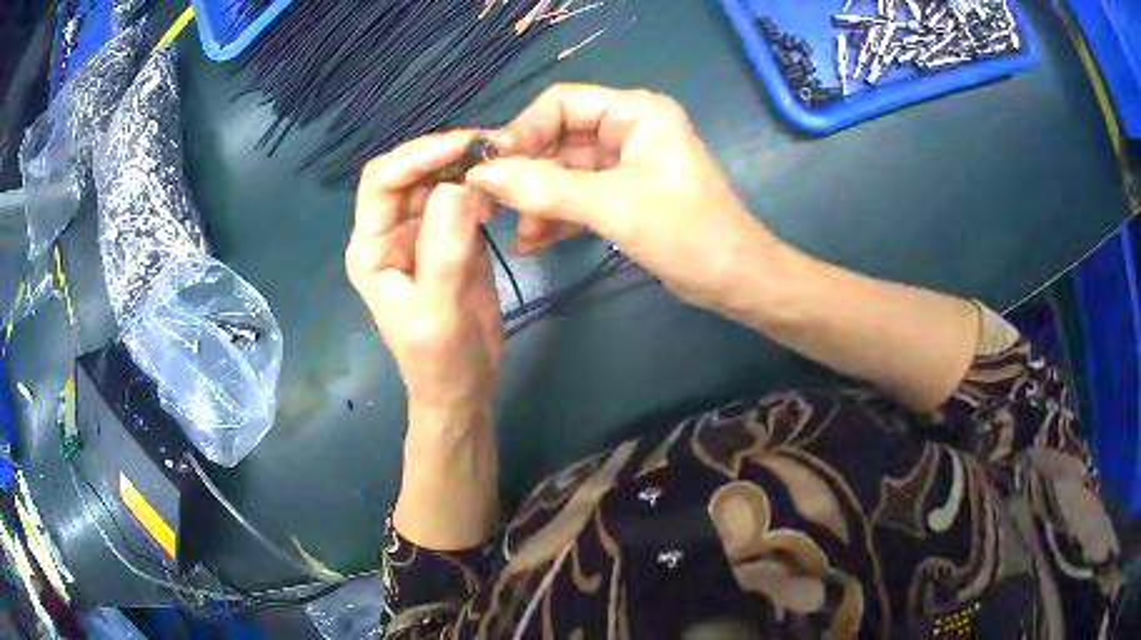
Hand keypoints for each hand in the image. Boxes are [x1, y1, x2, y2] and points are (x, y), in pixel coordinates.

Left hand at [347, 132, 501, 412]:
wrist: (463, 389)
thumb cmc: (442, 362)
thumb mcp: (440, 312)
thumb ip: (445, 250)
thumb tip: (460, 185)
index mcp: (371, 248)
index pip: (383, 180)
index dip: (420, 156)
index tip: (468, 146)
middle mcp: (390, 232)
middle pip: (411, 172)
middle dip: (449, 153)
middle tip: (498, 148)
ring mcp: (420, 233)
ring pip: (439, 179)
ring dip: (469, 166)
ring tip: (507, 161)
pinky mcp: (450, 238)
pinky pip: (462, 199)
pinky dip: (482, 187)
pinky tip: (503, 191)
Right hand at [467, 84, 778, 311]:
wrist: (737, 282)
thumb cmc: (688, 235)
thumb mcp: (613, 206)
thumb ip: (544, 188)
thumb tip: (479, 175)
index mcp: (636, 112)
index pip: (561, 103)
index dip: (522, 130)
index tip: (490, 169)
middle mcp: (629, 128)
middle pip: (559, 136)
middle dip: (528, 170)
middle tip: (495, 204)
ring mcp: (627, 162)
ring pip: (566, 169)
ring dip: (539, 198)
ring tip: (519, 231)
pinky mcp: (625, 193)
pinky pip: (580, 194)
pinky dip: (558, 214)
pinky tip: (535, 241)